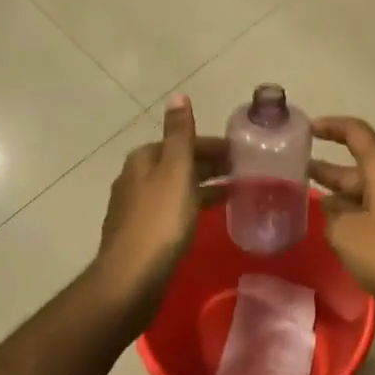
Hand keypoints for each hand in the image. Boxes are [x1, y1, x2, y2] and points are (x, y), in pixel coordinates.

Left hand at [93, 96, 226, 328]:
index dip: (213, 146)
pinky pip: (172, 211)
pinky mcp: (140, 235)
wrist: (130, 280)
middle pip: (178, 163)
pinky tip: (206, 219)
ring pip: (175, 188)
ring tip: (234, 194)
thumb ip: (179, 134)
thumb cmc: (159, 221)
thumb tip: (177, 94)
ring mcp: (135, 208)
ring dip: (202, 187)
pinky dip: (192, 206)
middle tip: (244, 172)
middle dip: (209, 165)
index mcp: (143, 159)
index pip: (183, 142)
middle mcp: (134, 178)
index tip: (242, 153)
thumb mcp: (176, 171)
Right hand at [308, 117, 374, 317]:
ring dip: (338, 195)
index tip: (306, 129)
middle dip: (327, 168)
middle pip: (358, 165)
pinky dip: (353, 214)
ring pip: (365, 191)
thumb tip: (333, 210)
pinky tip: (335, 230)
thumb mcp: (346, 233)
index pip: (355, 133)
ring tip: (307, 202)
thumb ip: (332, 216)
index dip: (330, 126)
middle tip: (294, 172)